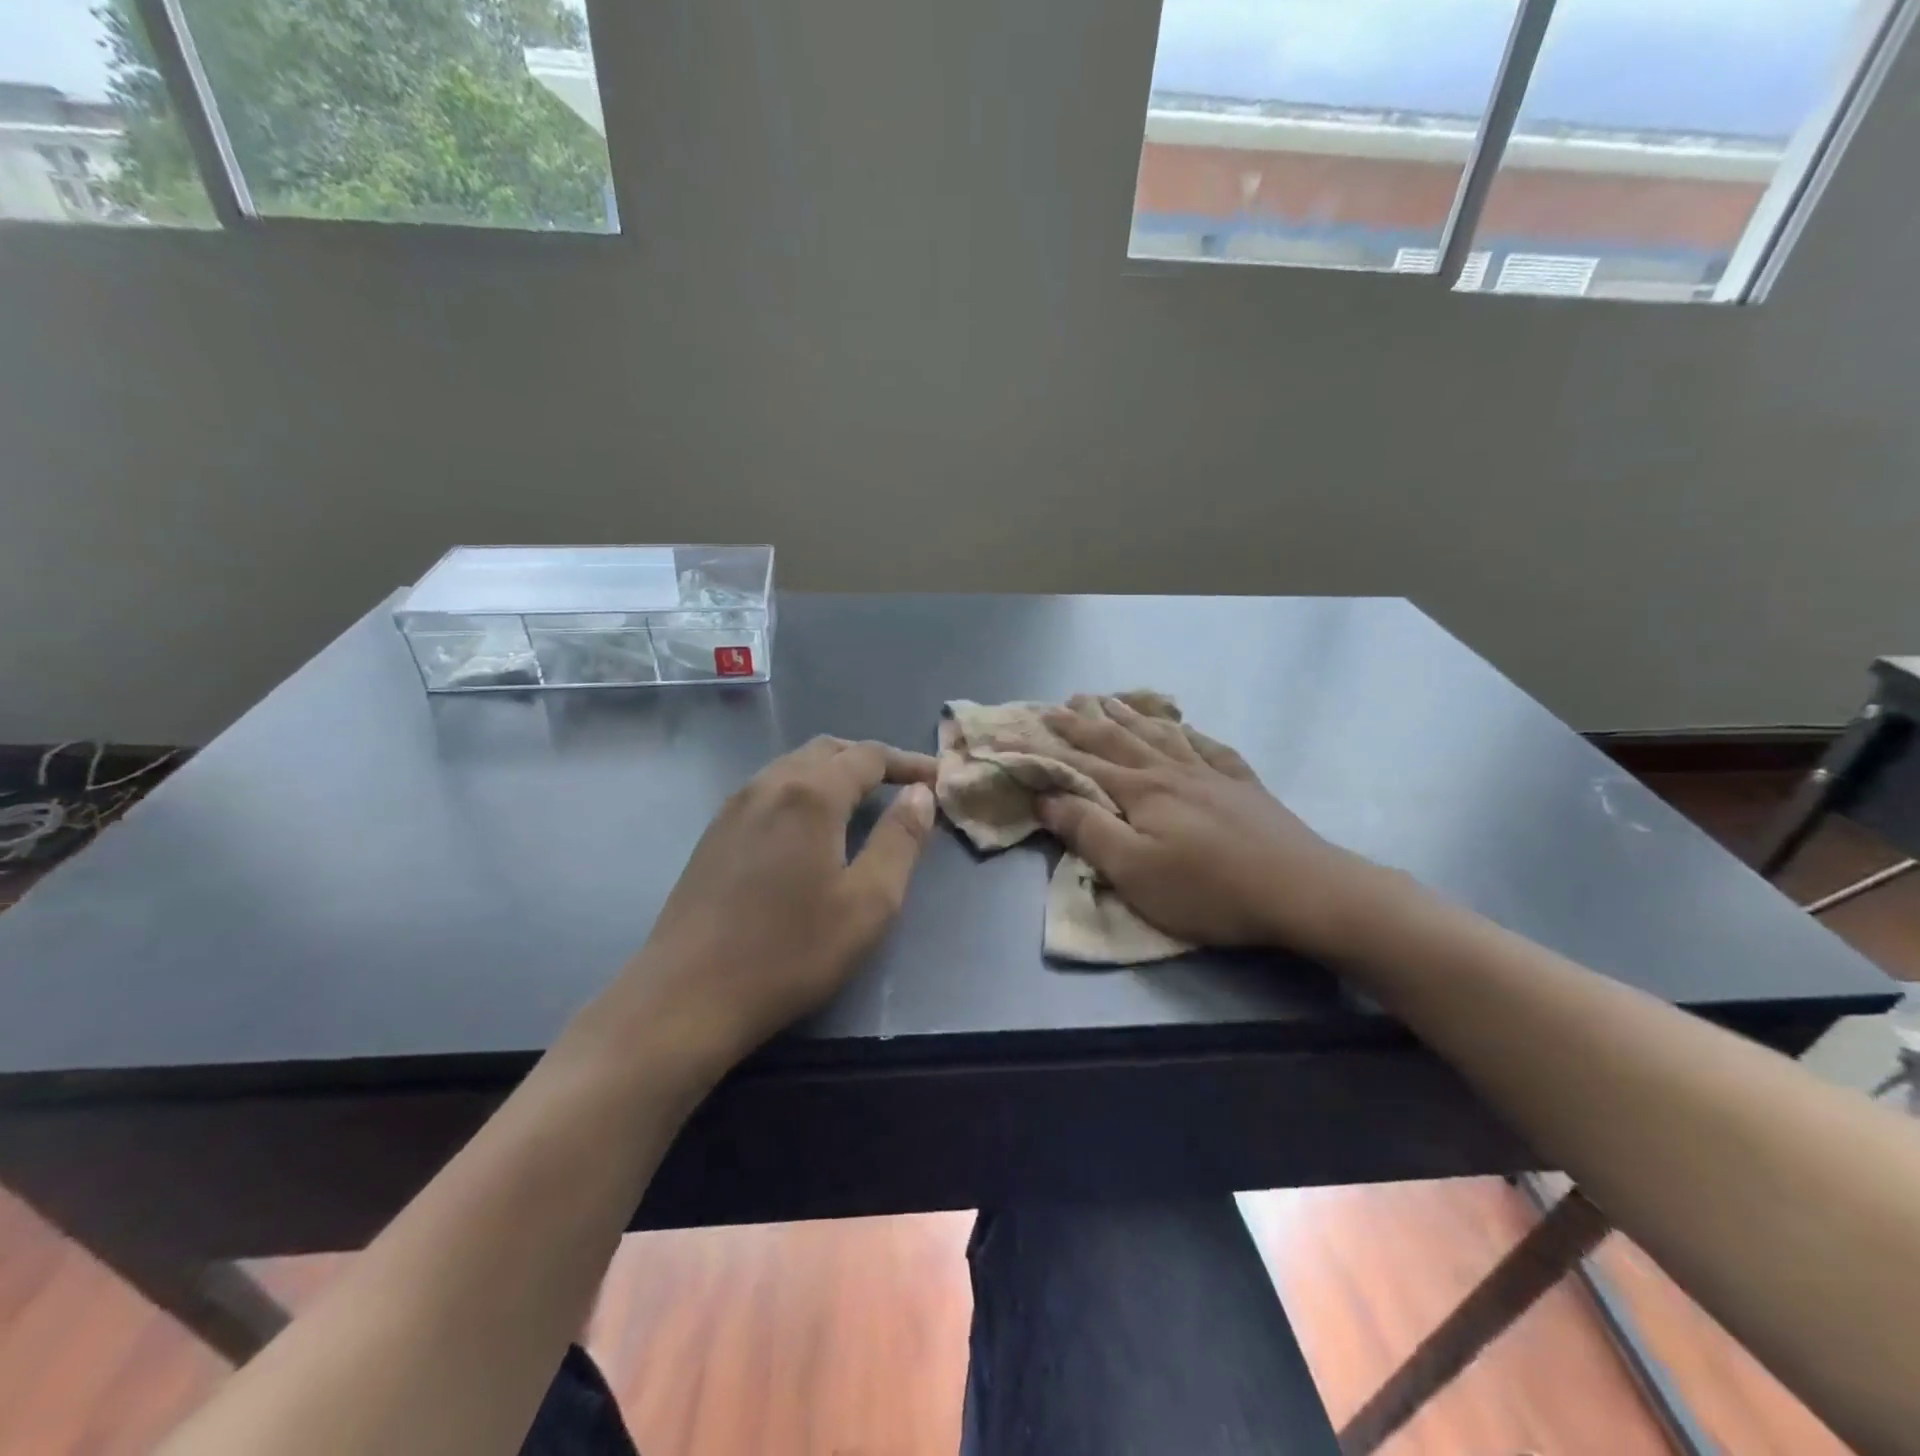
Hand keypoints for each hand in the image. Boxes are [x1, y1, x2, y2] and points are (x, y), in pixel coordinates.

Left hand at [604, 737, 937, 1073]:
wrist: (686, 996)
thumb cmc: (790, 951)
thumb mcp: (868, 902)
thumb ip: (900, 840)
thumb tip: (920, 795)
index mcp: (810, 794)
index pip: (868, 756)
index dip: (907, 762)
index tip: (937, 778)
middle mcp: (769, 784)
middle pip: (827, 750)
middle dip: (870, 760)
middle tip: (903, 785)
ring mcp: (734, 807)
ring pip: (793, 766)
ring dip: (834, 772)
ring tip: (862, 801)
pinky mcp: (714, 832)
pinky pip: (769, 789)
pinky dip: (802, 790)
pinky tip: (809, 826)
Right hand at [1037, 699, 1395, 957]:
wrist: (1303, 890)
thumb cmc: (1209, 890)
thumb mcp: (1135, 872)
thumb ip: (1088, 831)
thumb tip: (1046, 796)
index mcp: (1141, 791)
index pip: (1081, 764)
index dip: (1047, 749)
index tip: (1018, 732)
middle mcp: (1172, 771)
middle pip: (1119, 740)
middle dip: (1085, 722)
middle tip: (1061, 703)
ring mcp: (1211, 774)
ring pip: (1161, 735)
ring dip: (1131, 716)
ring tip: (1112, 700)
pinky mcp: (1244, 786)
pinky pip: (1209, 747)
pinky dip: (1189, 732)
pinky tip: (1185, 728)